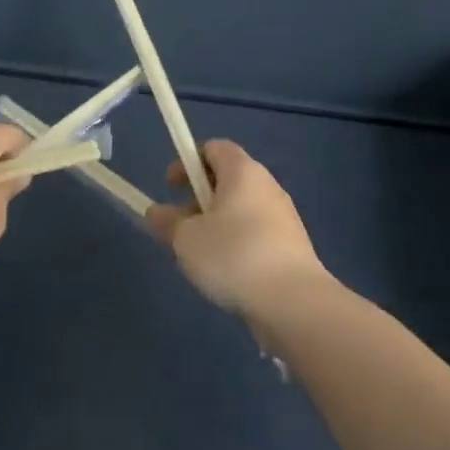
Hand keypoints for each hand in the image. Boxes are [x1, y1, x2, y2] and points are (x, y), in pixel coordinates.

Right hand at [145, 140, 332, 316]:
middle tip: (180, 228)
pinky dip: (236, 244)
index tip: (170, 187)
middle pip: (227, 179)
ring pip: (240, 210)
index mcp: (243, 171)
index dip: (188, 162)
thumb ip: (167, 222)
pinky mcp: (291, 246)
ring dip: (216, 225)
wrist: (294, 302)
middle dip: (198, 199)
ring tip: (199, 258)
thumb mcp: (186, 240)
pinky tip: (226, 274)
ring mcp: (283, 216)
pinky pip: (255, 234)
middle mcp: (267, 185)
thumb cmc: (234, 256)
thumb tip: (156, 212)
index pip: (214, 148)